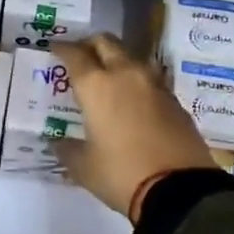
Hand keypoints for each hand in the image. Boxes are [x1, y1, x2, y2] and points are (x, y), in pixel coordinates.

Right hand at [53, 34, 216, 217]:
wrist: (179, 191)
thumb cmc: (121, 174)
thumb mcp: (83, 167)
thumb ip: (67, 149)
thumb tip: (58, 142)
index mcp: (97, 86)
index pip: (75, 55)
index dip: (62, 48)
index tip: (54, 48)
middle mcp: (126, 75)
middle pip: (107, 43)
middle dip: (91, 44)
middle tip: (81, 55)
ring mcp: (155, 85)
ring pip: (132, 57)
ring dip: (117, 59)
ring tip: (108, 75)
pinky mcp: (175, 101)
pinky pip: (151, 79)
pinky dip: (137, 81)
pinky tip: (133, 99)